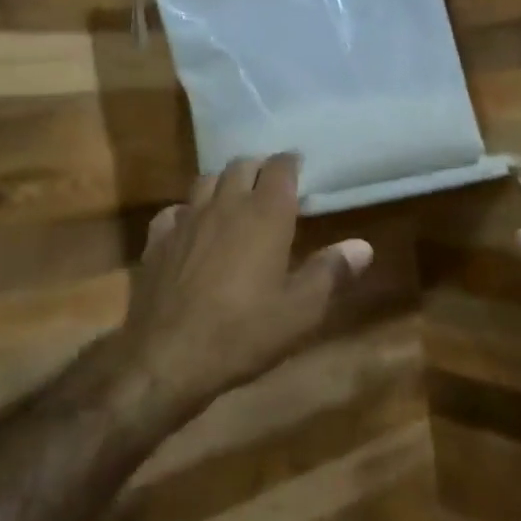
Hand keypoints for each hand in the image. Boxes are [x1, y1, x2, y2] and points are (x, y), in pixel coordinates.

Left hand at [118, 155, 373, 414]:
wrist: (168, 357)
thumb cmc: (243, 332)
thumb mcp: (300, 311)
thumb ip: (331, 272)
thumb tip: (363, 246)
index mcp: (265, 215)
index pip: (280, 168)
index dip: (291, 163)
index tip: (299, 167)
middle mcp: (225, 205)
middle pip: (242, 165)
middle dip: (259, 167)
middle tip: (270, 182)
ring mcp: (187, 219)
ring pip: (206, 180)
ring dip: (224, 182)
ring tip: (234, 198)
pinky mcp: (157, 240)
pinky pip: (174, 211)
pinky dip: (188, 211)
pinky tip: (191, 228)